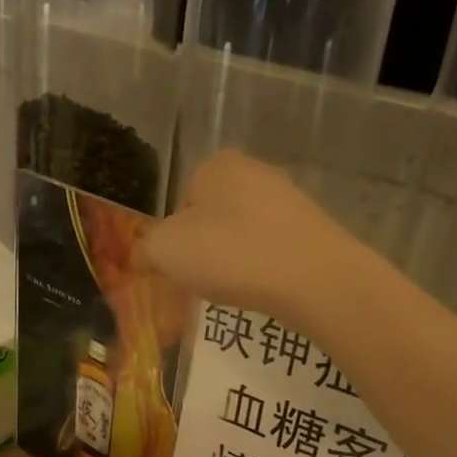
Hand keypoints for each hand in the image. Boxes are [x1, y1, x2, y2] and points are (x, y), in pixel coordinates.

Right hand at [138, 151, 365, 334]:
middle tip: (202, 283)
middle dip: (204, 251)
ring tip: (235, 290)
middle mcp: (255, 171)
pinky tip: (264, 290)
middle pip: (212, 219)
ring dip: (233, 262)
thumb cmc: (230, 254)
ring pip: (243, 236)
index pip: (180, 203)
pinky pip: (272, 251)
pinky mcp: (314, 229)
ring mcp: (289, 199)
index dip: (173, 240)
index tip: (177, 269)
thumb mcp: (166, 251)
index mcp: (216, 165)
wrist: (313, 279)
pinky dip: (262, 270)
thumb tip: (143, 253)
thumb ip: (146, 248)